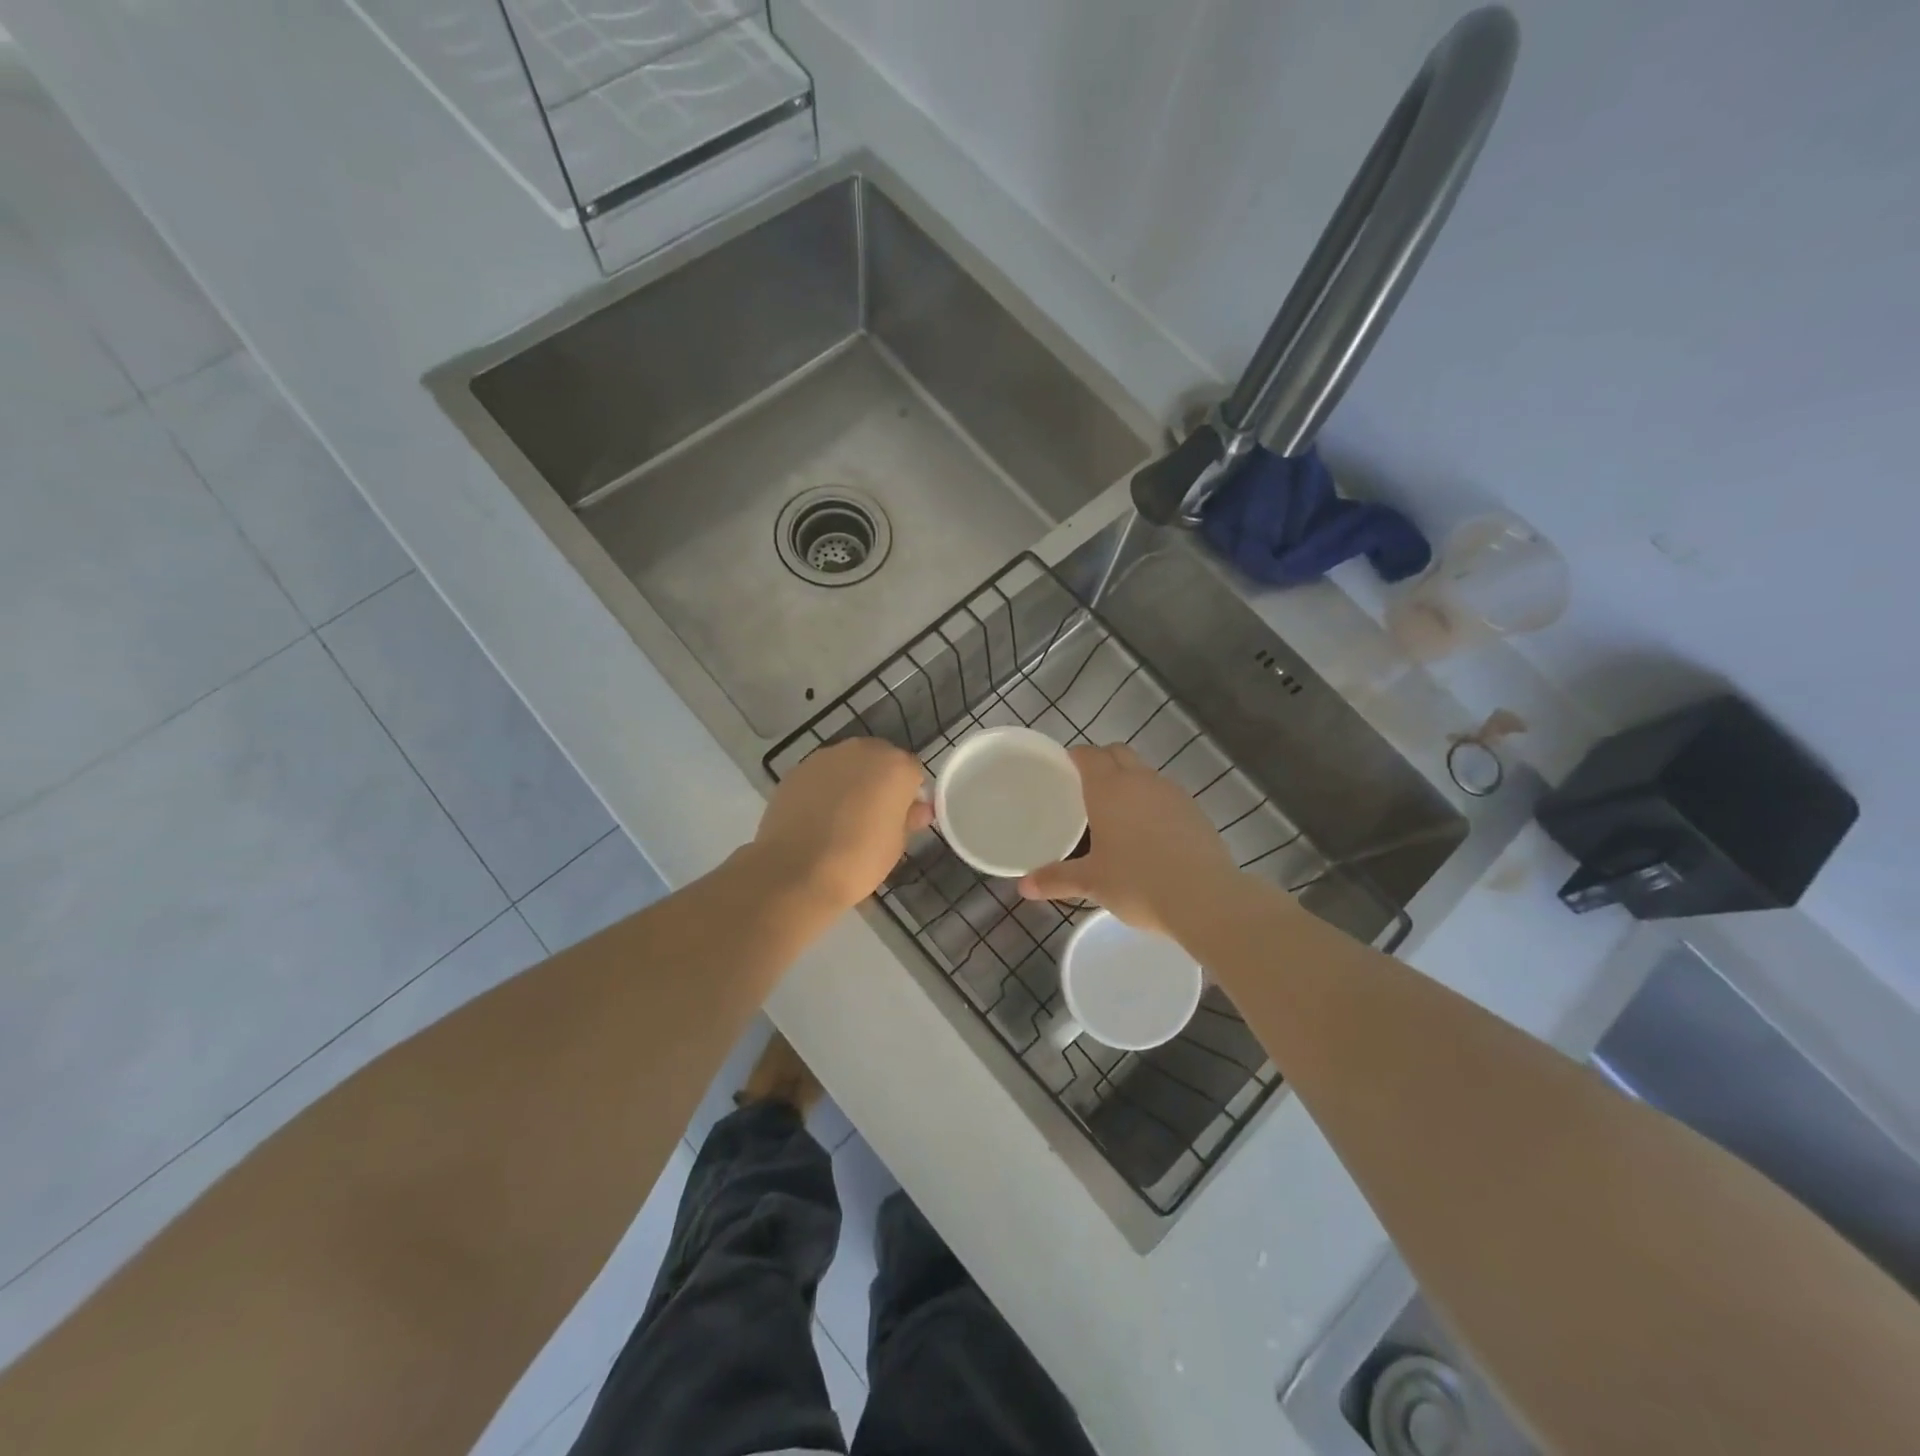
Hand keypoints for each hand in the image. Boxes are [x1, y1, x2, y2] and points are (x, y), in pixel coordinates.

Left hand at [751, 739, 932, 913]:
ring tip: (842, 817)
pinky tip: (817, 817)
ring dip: (851, 782)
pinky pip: (821, 775)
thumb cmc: (859, 860)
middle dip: (880, 781)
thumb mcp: (896, 844)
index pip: (912, 772)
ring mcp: (825, 757)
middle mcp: (862, 750)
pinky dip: (824, 789)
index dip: (909, 795)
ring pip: (848, 764)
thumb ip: (908, 818)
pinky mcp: (797, 770)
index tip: (902, 818)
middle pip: (879, 760)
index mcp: (895, 766)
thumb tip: (918, 809)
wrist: (796, 871)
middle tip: (873, 816)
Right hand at [1018, 744, 1239, 935]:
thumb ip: (1056, 879)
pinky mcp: (1195, 811)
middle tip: (1085, 787)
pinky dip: (1152, 802)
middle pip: (1118, 753)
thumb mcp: (1092, 883)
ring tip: (1116, 812)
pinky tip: (1149, 833)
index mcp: (1109, 788)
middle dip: (1101, 761)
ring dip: (1129, 781)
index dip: (1074, 757)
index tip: (1062, 769)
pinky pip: (1165, 794)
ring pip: (1144, 772)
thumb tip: (1024, 886)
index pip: (1088, 754)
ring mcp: (1172, 793)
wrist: (1204, 898)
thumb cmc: (1138, 883)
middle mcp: (1141, 780)